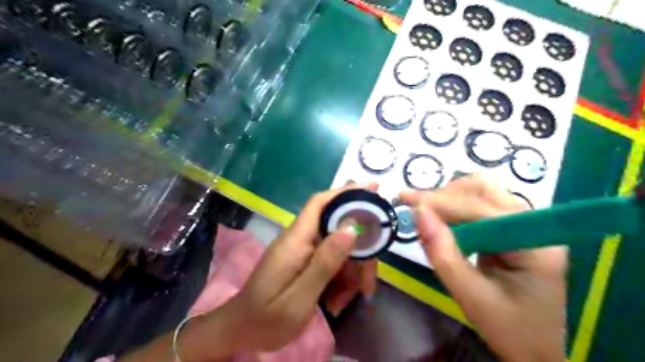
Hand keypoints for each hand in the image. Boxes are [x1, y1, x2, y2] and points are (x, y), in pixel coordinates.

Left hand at [224, 184, 378, 350]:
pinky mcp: (306, 262)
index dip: (345, 192)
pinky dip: (341, 281)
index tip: (373, 188)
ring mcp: (304, 251)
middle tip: (367, 285)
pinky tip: (337, 302)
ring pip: (340, 249)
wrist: (242, 331)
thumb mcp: (299, 298)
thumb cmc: (266, 318)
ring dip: (350, 274)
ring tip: (346, 302)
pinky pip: (332, 262)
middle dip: (358, 254)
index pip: (320, 203)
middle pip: (338, 230)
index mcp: (295, 240)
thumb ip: (324, 263)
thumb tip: (351, 229)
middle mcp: (301, 239)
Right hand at [402, 176, 564, 361]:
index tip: (406, 198)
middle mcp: (534, 226)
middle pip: (485, 191)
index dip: (441, 201)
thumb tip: (418, 213)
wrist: (537, 349)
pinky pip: (480, 207)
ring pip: (482, 193)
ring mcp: (525, 225)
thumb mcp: (470, 296)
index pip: (481, 209)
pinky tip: (441, 219)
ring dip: (450, 198)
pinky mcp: (513, 230)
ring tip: (425, 212)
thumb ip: (442, 253)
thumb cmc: (509, 329)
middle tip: (415, 207)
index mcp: (534, 244)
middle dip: (445, 196)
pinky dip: (456, 208)